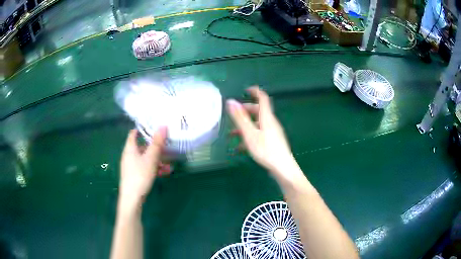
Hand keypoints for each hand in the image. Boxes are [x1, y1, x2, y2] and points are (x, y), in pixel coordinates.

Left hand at [119, 128, 170, 211]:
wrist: (132, 198)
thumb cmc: (140, 175)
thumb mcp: (151, 158)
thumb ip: (157, 143)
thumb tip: (163, 126)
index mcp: (130, 148)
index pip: (134, 133)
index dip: (143, 129)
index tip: (155, 127)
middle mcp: (129, 155)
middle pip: (142, 146)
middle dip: (155, 147)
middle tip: (167, 146)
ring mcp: (131, 166)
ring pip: (145, 158)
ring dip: (157, 159)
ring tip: (169, 164)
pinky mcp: (134, 175)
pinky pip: (145, 167)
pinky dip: (154, 167)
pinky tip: (165, 172)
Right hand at [227, 87, 301, 182]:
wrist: (283, 168)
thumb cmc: (266, 150)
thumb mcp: (250, 134)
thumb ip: (240, 118)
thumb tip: (230, 101)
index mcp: (267, 117)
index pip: (263, 98)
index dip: (255, 91)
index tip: (245, 90)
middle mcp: (270, 122)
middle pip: (258, 111)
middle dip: (245, 111)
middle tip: (233, 115)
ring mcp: (272, 132)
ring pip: (257, 124)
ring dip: (244, 126)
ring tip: (231, 134)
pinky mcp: (272, 142)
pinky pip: (259, 134)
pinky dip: (249, 136)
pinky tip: (240, 147)